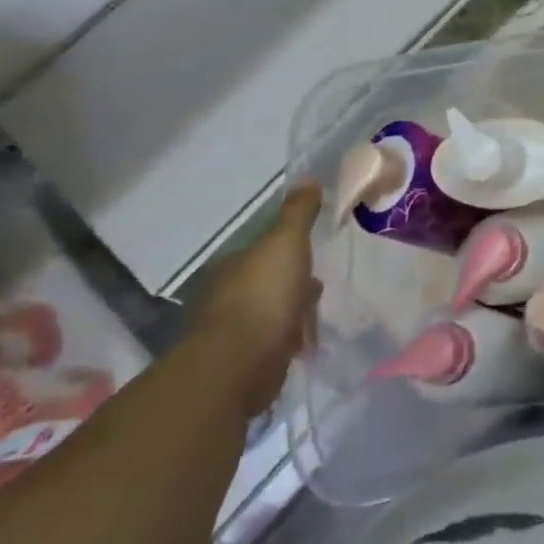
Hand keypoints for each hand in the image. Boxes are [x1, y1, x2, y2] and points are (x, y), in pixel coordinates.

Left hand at [189, 184, 322, 417]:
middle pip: (268, 285)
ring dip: (292, 318)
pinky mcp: (241, 365)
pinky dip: (287, 344)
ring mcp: (232, 333)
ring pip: (271, 316)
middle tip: (316, 293)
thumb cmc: (264, 295)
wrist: (239, 363)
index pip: (263, 253)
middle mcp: (227, 296)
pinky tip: (303, 348)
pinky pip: (272, 346)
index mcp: (234, 266)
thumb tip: (308, 179)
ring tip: (315, 323)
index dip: (289, 254)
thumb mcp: (287, 243)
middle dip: (292, 288)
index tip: (312, 260)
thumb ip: (298, 213)